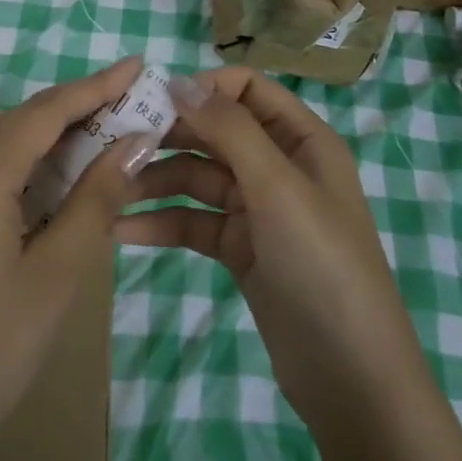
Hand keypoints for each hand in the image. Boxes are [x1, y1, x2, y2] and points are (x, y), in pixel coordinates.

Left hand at [0, 56, 159, 460]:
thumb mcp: (57, 272)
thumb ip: (96, 199)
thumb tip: (134, 144)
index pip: (46, 111)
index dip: (95, 86)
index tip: (137, 65)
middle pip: (24, 121)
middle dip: (80, 109)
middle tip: (135, 102)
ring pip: (5, 144)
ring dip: (56, 138)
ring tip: (111, 131)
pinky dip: (30, 165)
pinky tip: (64, 174)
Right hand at [119, 68, 425, 438]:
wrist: (351, 379)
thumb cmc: (322, 265)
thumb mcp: (278, 187)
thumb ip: (230, 129)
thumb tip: (181, 81)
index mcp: (302, 140)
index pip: (247, 89)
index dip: (203, 88)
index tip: (153, 101)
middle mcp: (279, 165)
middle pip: (215, 132)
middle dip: (169, 134)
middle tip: (115, 143)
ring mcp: (258, 209)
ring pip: (198, 177)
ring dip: (156, 180)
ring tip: (109, 188)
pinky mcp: (240, 249)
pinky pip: (194, 222)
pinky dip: (162, 222)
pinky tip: (121, 230)